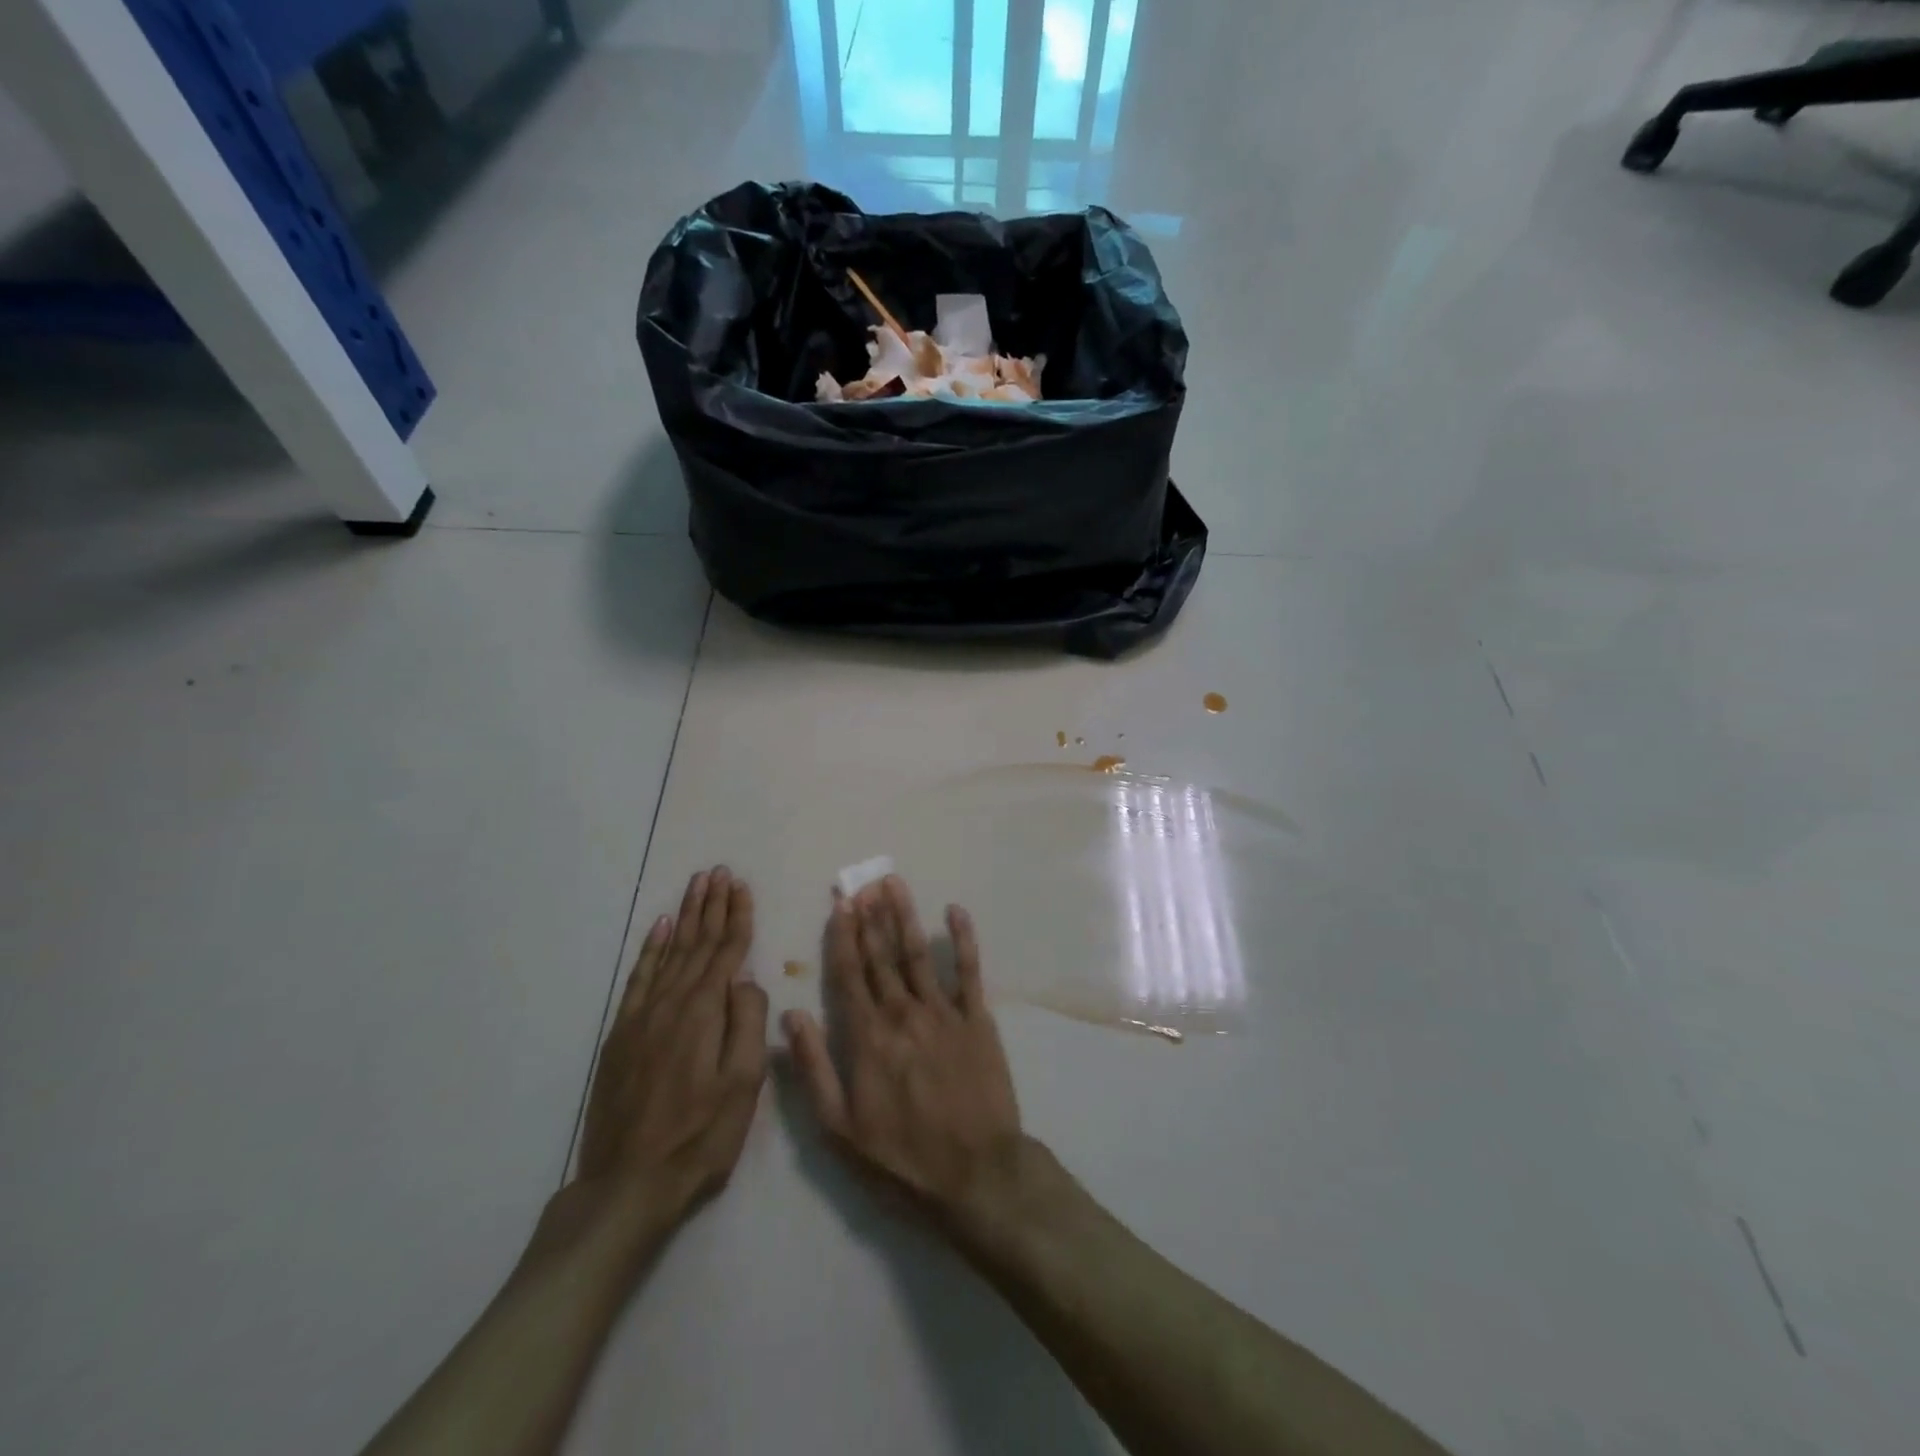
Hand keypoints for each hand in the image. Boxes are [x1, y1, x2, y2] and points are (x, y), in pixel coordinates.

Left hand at [570, 867, 767, 1252]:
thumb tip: (748, 978)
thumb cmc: (699, 1137)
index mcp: (705, 1012)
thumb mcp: (743, 1085)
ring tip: (696, 885)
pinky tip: (660, 928)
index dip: (737, 916)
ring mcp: (642, 1016)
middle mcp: (672, 1002)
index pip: (727, 951)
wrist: (627, 1184)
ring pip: (669, 951)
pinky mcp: (622, 1034)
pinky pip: (639, 977)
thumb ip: (748, 1023)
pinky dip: (651, 948)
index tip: (742, 885)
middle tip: (718, 871)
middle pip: (697, 942)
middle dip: (711, 904)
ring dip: (685, 915)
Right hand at [782, 876, 1024, 1227]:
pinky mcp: (978, 1018)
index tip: (839, 905)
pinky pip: (969, 970)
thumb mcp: (840, 1127)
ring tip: (893, 884)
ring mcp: (943, 1012)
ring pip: (918, 953)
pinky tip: (954, 911)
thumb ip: (814, 1067)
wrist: (976, 1173)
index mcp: (867, 1036)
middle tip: (862, 883)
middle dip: (869, 917)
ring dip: (904, 916)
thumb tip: (790, 1014)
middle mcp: (902, 1012)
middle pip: (881, 956)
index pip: (849, 974)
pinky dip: (962, 939)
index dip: (842, 937)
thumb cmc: (902, 1157)